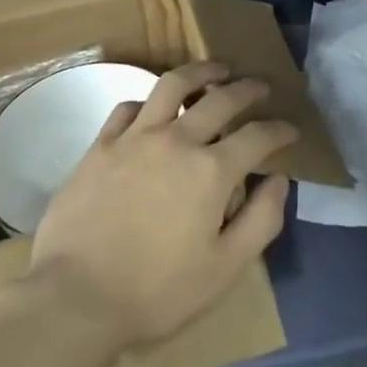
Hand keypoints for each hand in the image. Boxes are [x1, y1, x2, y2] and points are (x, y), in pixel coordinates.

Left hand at [23, 62, 296, 351]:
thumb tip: (278, 180)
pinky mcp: (101, 144)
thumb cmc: (157, 292)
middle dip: (248, 89)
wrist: (76, 296)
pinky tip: (155, 107)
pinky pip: (129, 106)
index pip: (257, 136)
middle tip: (261, 86)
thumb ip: (261, 220)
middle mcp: (177, 140)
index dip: (279, 130)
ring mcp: (135, 136)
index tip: (290, 129)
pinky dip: (149, 101)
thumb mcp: (224, 269)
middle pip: (220, 99)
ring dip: (200, 72)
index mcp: (212, 171)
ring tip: (215, 70)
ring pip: (172, 85)